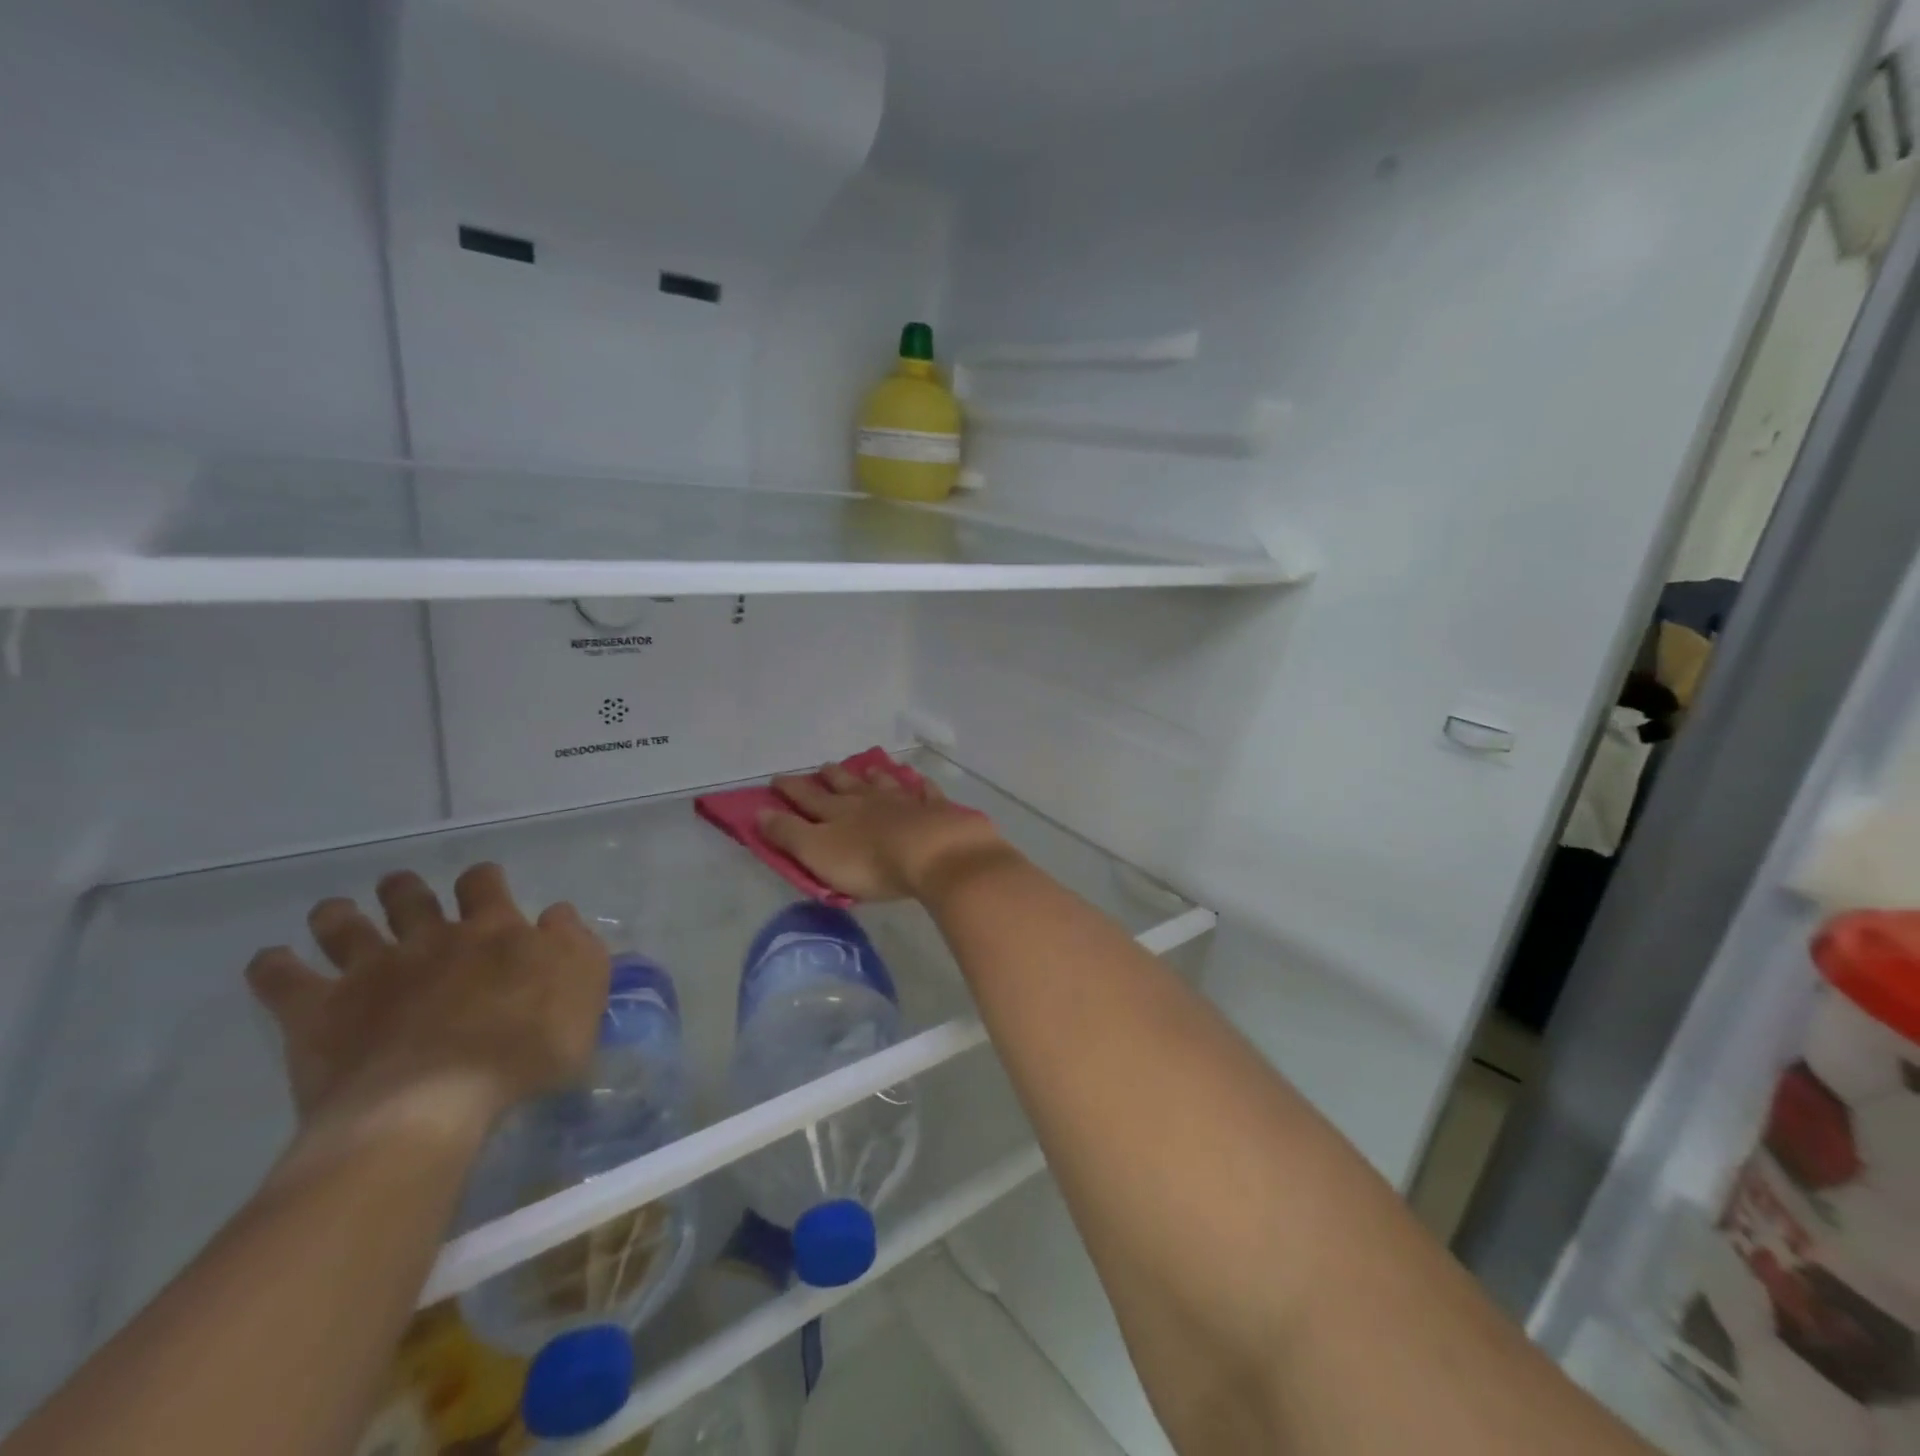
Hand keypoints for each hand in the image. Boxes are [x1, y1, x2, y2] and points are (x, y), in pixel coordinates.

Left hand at [245, 862, 609, 1140]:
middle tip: (403, 894)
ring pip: (344, 924)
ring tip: (336, 914)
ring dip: (339, 915)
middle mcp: (431, 938)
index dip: (481, 880)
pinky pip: (281, 978)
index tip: (482, 886)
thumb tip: (556, 913)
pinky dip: (273, 966)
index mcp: (494, 930)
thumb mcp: (584, 989)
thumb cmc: (526, 1047)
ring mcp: (370, 971)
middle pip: (410, 896)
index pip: (483, 884)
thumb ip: (574, 943)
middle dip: (405, 889)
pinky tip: (272, 963)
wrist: (435, 1102)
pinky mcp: (318, 1012)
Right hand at [762, 762, 1014, 901]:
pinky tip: (920, 782)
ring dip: (874, 776)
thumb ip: (789, 834)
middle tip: (824, 767)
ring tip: (870, 769)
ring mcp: (906, 802)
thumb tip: (758, 812)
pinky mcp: (937, 811)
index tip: (777, 778)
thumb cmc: (871, 863)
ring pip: (885, 784)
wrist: (935, 853)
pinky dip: (921, 787)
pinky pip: (926, 794)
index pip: (808, 798)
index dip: (791, 789)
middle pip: (847, 785)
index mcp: (838, 813)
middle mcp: (870, 800)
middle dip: (832, 777)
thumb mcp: (819, 853)